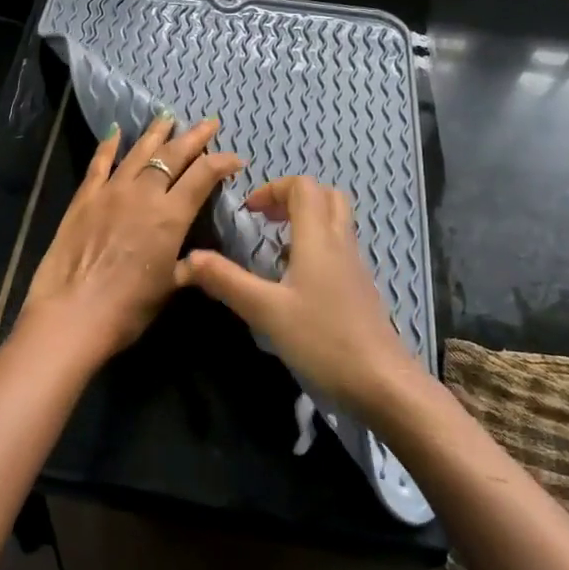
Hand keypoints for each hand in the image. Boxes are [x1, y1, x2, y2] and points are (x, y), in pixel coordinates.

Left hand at [17, 114, 243, 372]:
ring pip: (138, 153)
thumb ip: (188, 266)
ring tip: (167, 117)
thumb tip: (201, 259)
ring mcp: (111, 192)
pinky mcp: (84, 198)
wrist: (71, 314)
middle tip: (209, 122)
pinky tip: (115, 132)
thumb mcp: (169, 288)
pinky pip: (99, 164)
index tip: (236, 158)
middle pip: (173, 156)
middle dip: (194, 137)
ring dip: (155, 134)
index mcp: (171, 216)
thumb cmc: (127, 308)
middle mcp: (143, 194)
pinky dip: (108, 146)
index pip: (203, 176)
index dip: (222, 162)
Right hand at [175, 176, 420, 419]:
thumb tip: (186, 260)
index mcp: (318, 238)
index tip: (249, 213)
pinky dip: (316, 246)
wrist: (382, 382)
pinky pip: (339, 248)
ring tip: (274, 249)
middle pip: (325, 196)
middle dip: (292, 198)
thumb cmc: (322, 339)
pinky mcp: (360, 288)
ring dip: (305, 221)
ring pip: (335, 222)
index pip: (303, 187)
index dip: (273, 189)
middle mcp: (341, 243)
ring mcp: (355, 266)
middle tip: (265, 221)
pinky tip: (295, 281)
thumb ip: (226, 281)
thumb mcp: (265, 311)